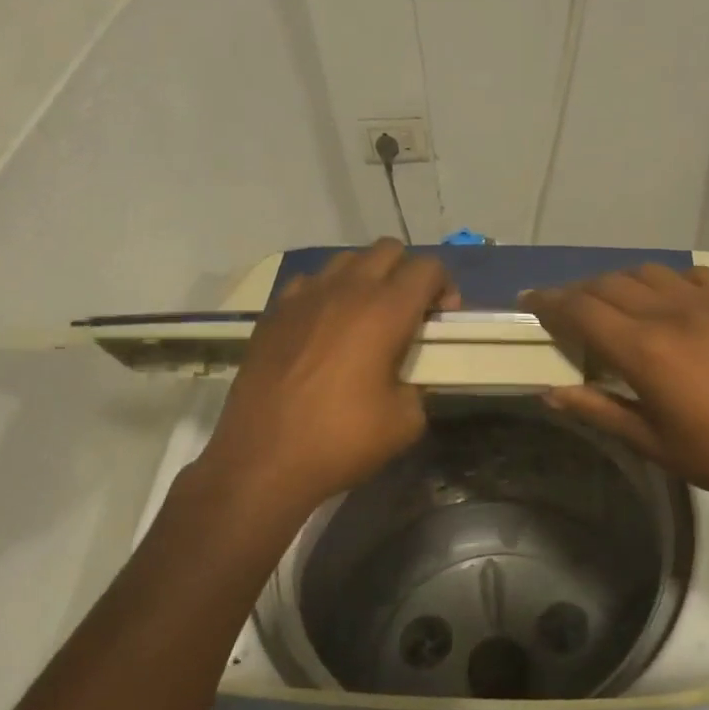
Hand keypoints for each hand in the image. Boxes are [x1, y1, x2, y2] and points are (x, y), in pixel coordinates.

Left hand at [201, 240, 458, 510]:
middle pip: (388, 249)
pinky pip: (310, 282)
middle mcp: (346, 290)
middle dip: (408, 273)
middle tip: (409, 313)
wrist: (263, 460)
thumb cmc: (341, 440)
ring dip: (367, 277)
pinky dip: (327, 293)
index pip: (428, 267)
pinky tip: (325, 328)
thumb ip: (420, 385)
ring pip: (347, 259)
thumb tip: (411, 376)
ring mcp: (304, 297)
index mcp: (385, 311)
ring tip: (367, 317)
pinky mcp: (274, 312)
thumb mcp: (406, 422)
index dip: (445, 287)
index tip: (441, 320)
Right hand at [526, 264, 708, 513]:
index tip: (529, 299)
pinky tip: (668, 301)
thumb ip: (596, 409)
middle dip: (579, 292)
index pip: (581, 310)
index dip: (548, 301)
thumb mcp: (649, 441)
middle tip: (567, 309)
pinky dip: (668, 282)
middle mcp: (671, 313)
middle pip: (608, 284)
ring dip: (620, 283)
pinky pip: (692, 274)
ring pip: (648, 272)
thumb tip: (549, 392)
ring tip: (615, 304)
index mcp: (644, 350)